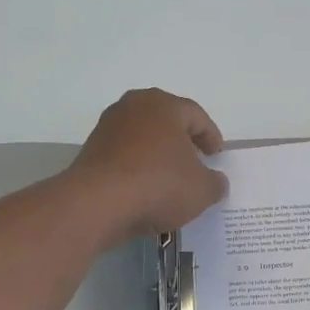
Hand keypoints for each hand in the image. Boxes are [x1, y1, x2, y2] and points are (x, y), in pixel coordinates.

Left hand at [68, 88, 227, 239]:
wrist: (99, 203)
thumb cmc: (159, 185)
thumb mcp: (202, 190)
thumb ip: (215, 183)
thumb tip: (216, 181)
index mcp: (164, 105)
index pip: (196, 115)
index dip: (211, 136)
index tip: (217, 156)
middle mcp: (133, 107)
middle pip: (167, 122)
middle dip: (183, 141)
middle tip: (196, 161)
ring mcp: (108, 128)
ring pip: (143, 138)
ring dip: (158, 155)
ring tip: (170, 180)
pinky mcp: (92, 151)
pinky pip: (125, 156)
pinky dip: (139, 168)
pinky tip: (146, 190)